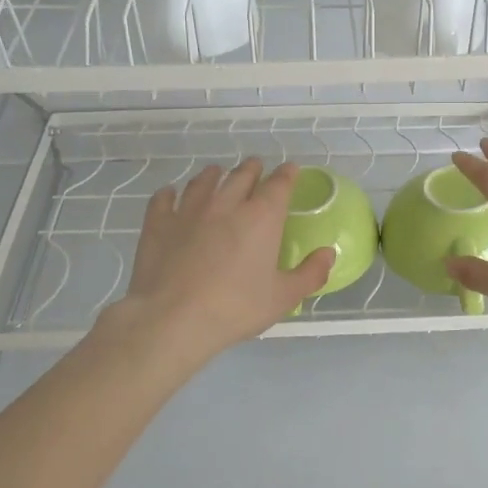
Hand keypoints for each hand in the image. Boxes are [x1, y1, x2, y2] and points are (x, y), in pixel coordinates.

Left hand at [105, 159, 335, 364]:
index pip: (279, 184)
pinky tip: (170, 195)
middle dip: (252, 169)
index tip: (291, 170)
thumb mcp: (283, 298)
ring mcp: (189, 210)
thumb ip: (310, 273)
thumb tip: (329, 253)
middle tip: (256, 168)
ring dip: (214, 175)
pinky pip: (164, 199)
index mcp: (261, 217)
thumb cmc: (235, 308)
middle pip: (242, 175)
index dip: (287, 174)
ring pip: (203, 181)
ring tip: (216, 174)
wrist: (173, 319)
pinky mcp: (158, 224)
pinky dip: (169, 194)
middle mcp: (226, 204)